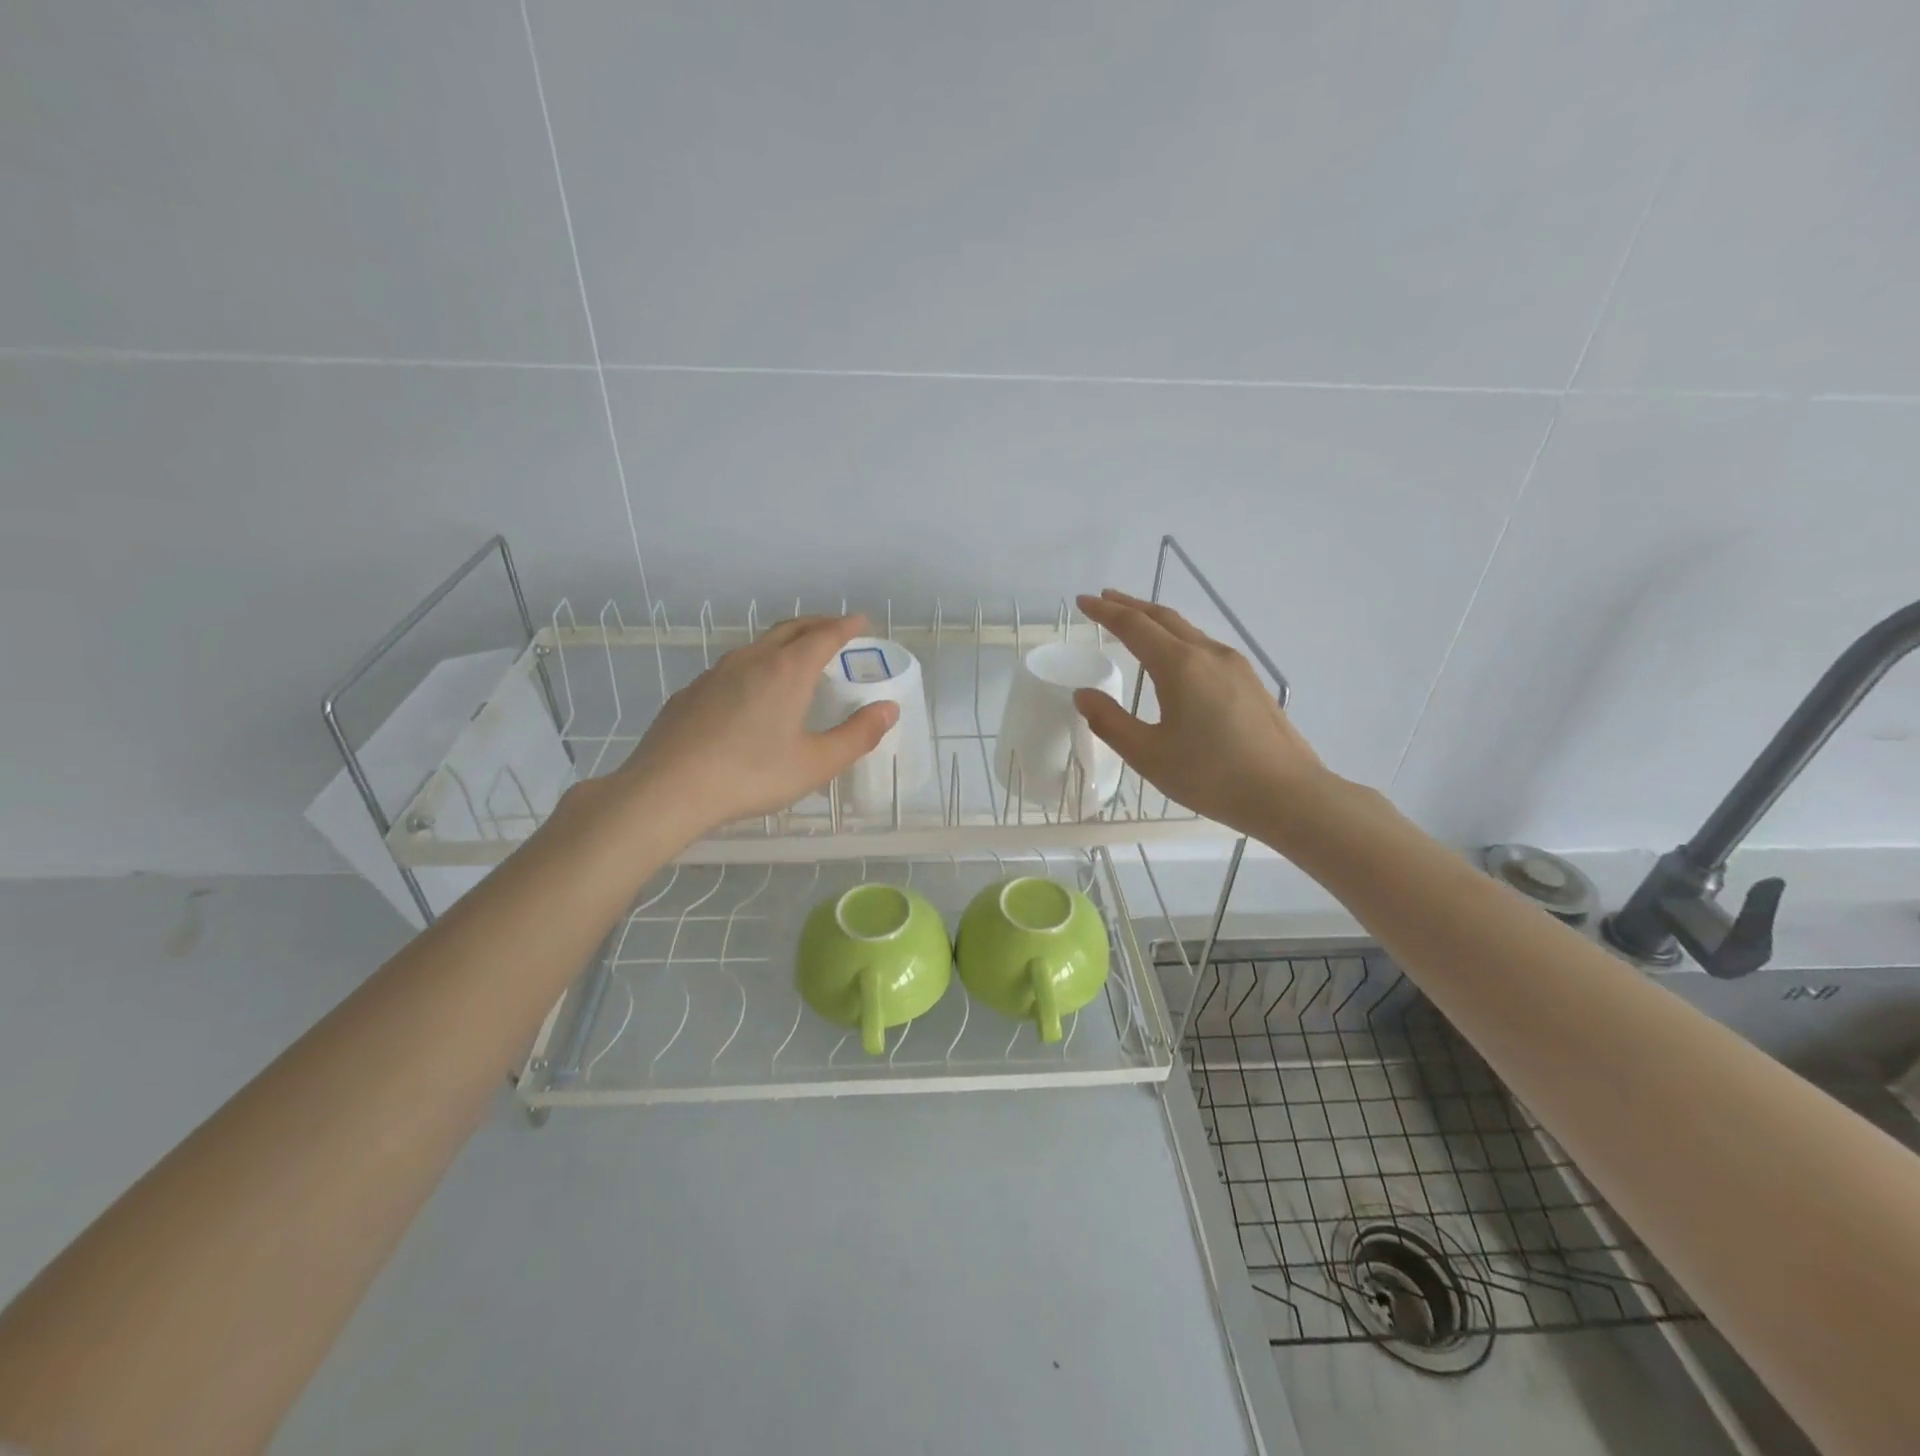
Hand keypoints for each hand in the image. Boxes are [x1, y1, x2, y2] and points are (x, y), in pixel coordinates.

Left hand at [613, 614, 898, 836]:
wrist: (668, 789)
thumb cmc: (751, 776)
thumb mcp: (815, 763)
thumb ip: (857, 735)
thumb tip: (889, 709)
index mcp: (787, 671)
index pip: (825, 635)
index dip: (847, 626)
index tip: (862, 622)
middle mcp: (752, 660)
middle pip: (790, 629)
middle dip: (817, 625)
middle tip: (836, 630)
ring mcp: (716, 673)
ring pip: (758, 645)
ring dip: (785, 642)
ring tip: (798, 657)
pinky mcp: (692, 692)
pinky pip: (733, 667)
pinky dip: (756, 665)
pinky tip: (752, 692)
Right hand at [1073, 589, 1325, 838]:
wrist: (1287, 794)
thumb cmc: (1211, 776)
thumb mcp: (1148, 755)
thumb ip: (1110, 722)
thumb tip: (1083, 695)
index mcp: (1180, 666)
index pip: (1134, 626)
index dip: (1105, 612)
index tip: (1082, 601)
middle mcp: (1208, 654)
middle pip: (1163, 618)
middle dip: (1130, 606)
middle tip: (1104, 600)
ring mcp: (1235, 666)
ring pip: (1187, 630)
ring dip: (1156, 621)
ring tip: (1134, 624)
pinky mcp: (1250, 682)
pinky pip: (1204, 646)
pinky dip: (1178, 639)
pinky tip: (1175, 658)